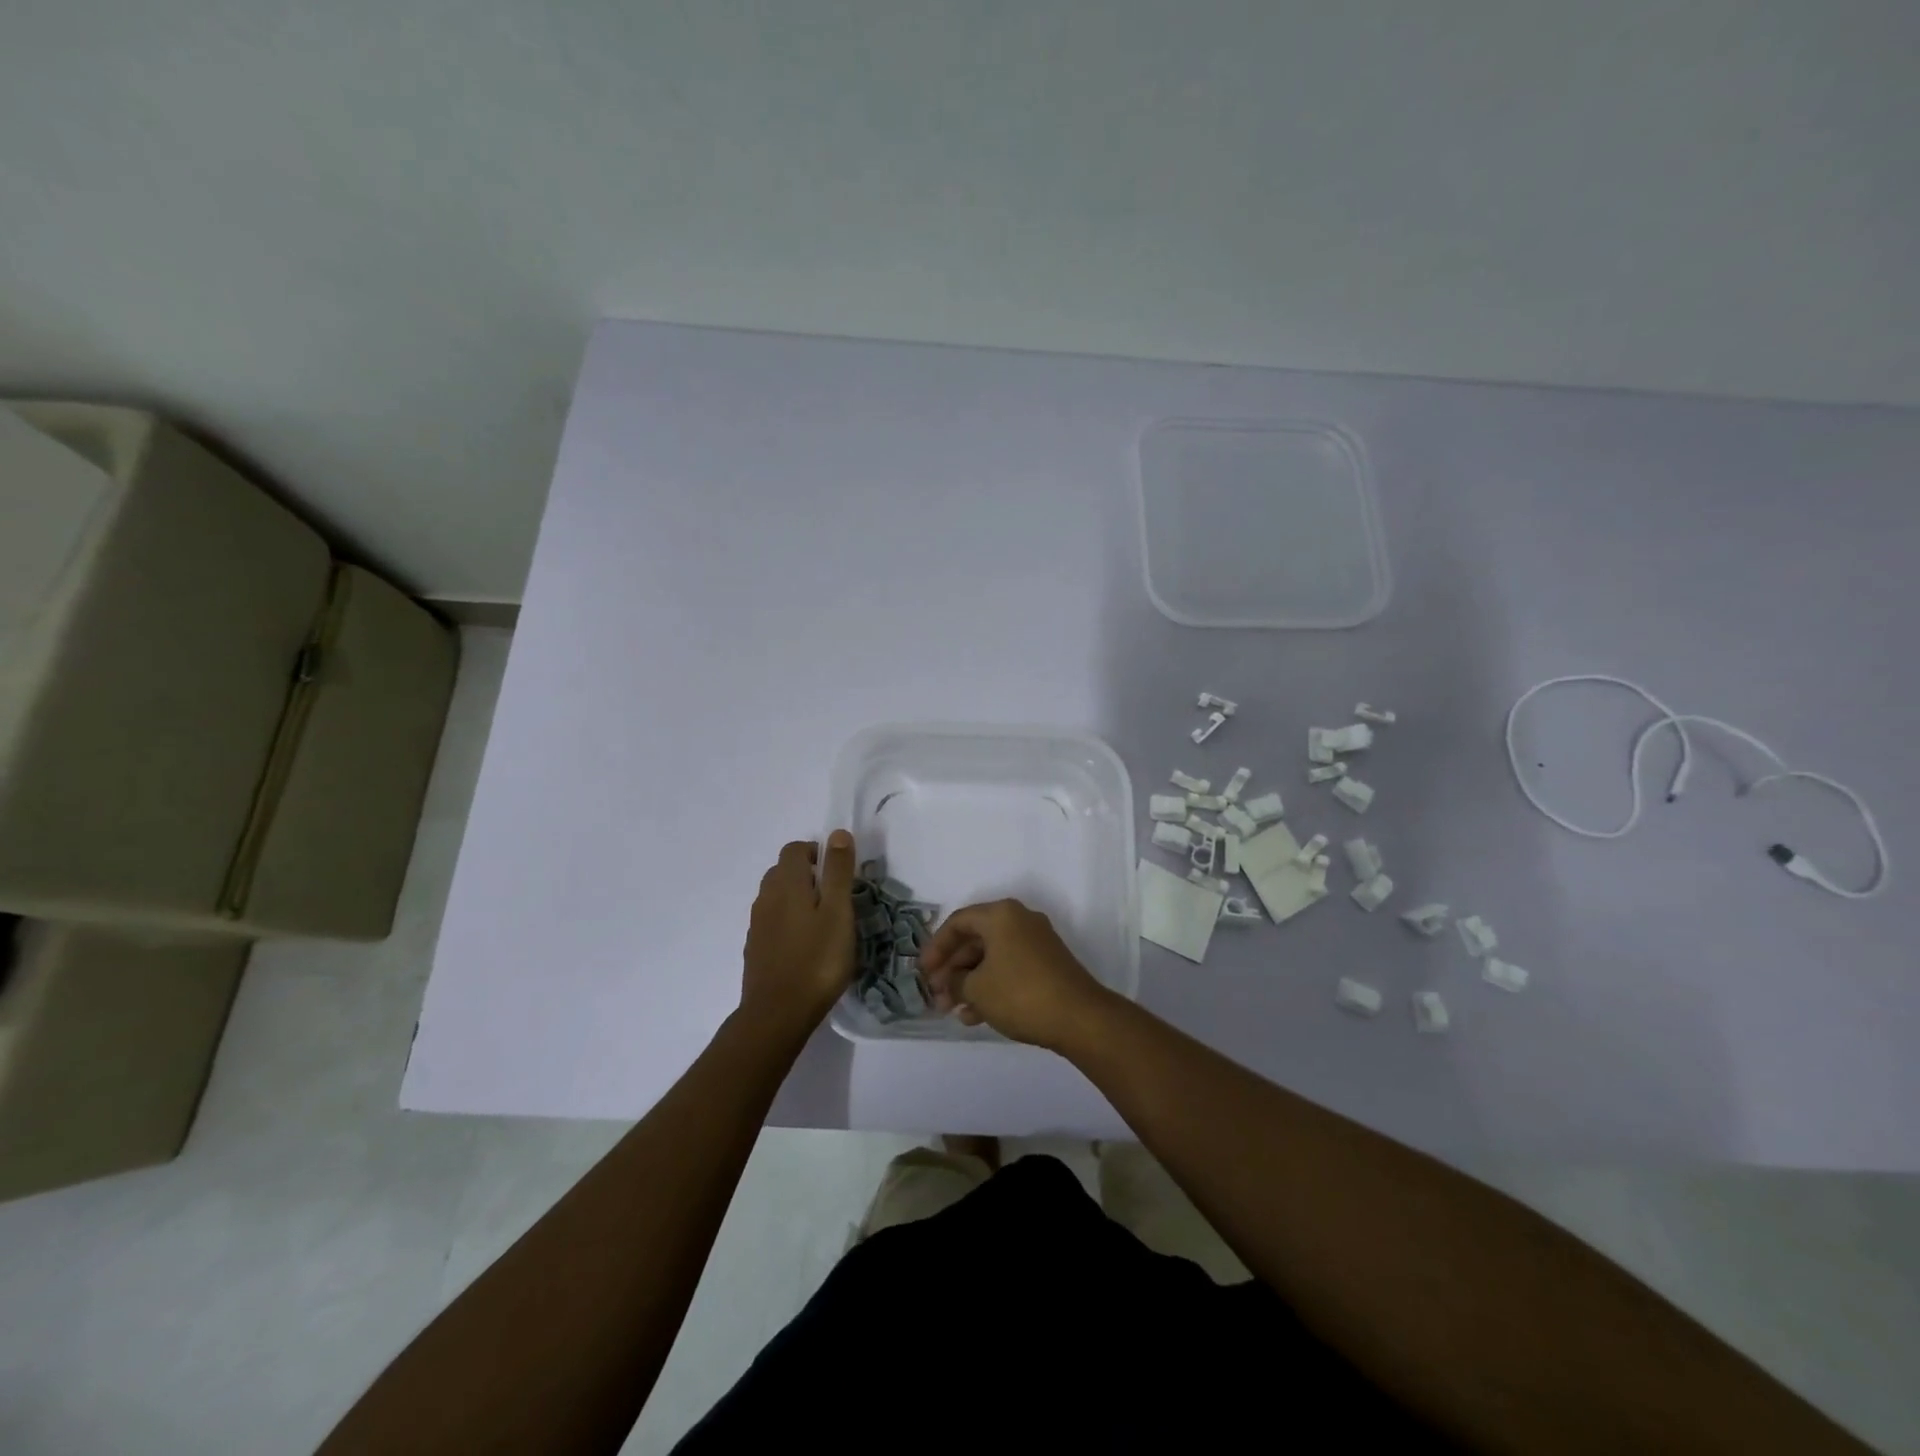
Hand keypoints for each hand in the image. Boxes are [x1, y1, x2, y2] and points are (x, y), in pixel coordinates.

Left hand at [740, 832, 856, 1034]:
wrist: (778, 1014)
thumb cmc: (817, 960)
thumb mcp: (838, 912)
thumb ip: (837, 871)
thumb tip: (838, 833)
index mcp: (786, 883)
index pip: (794, 849)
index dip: (816, 852)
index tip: (838, 872)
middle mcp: (766, 897)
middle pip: (782, 871)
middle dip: (807, 874)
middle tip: (834, 897)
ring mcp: (757, 924)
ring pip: (775, 897)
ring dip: (796, 898)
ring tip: (822, 922)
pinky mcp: (755, 949)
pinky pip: (771, 922)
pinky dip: (787, 922)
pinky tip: (804, 945)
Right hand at [918, 899, 1110, 1049]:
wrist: (1080, 1018)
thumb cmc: (1020, 994)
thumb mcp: (977, 989)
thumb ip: (954, 982)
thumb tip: (948, 983)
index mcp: (1001, 914)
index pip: (957, 922)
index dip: (935, 947)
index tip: (922, 972)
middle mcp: (1019, 920)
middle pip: (975, 939)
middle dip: (952, 969)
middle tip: (935, 995)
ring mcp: (1036, 942)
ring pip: (991, 957)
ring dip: (969, 982)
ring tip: (951, 1011)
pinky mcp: (1047, 964)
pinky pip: (1008, 968)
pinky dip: (990, 987)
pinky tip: (974, 1016)